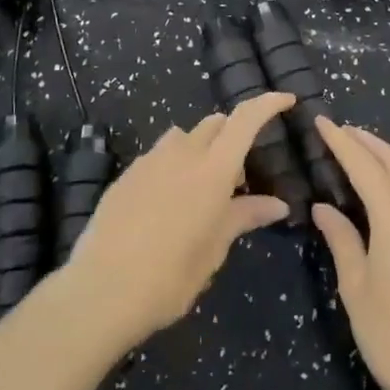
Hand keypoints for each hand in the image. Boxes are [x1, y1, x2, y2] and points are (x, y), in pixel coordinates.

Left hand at [61, 92, 295, 348]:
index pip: (245, 120)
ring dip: (201, 148)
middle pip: (215, 124)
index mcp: (212, 170)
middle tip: (239, 179)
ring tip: (202, 190)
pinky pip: (159, 155)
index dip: (267, 104)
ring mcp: (149, 161)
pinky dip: (174, 165)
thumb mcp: (214, 249)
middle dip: (233, 136)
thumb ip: (244, 217)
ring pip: (184, 136)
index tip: (286, 100)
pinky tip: (169, 202)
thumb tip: (278, 204)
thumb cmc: (170, 276)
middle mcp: (182, 154)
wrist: (102, 289)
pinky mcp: (126, 174)